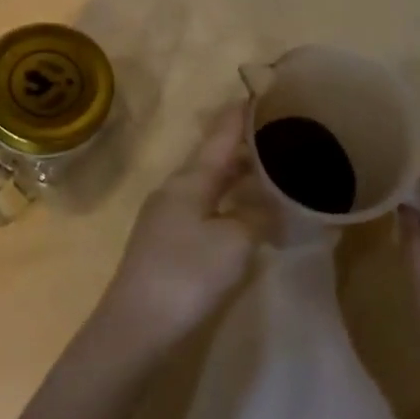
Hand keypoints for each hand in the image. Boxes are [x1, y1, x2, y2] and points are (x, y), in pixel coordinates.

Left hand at [95, 102, 256, 357]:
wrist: (135, 328)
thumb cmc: (186, 275)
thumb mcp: (234, 242)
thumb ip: (258, 217)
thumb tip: (272, 207)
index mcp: (190, 179)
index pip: (221, 133)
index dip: (243, 112)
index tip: (265, 90)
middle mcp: (177, 189)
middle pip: (216, 157)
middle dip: (247, 144)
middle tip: (283, 133)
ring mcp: (169, 216)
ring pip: (211, 183)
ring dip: (239, 174)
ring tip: (273, 169)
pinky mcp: (169, 242)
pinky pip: (207, 206)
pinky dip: (230, 200)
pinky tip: (247, 212)